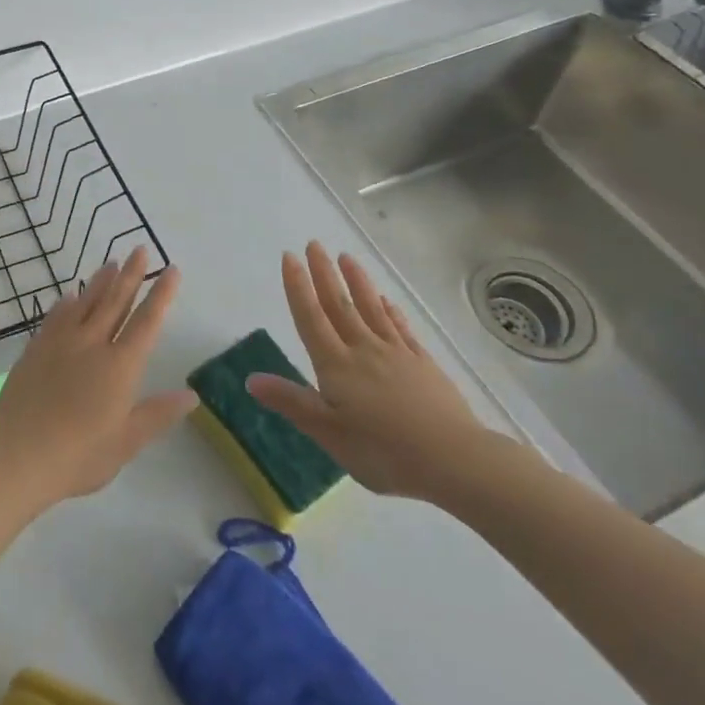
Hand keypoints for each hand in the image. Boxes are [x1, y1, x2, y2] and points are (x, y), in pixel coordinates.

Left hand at [0, 247, 196, 506]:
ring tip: (111, 262)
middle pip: (116, 302)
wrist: (20, 456)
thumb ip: (158, 414)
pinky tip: (71, 295)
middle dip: (132, 275)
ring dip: (101, 281)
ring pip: (86, 303)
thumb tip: (193, 395)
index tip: (172, 270)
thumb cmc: (80, 456)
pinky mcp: (36, 349)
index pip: (147, 322)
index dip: (161, 295)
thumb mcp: (127, 442)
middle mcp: (93, 345)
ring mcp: (61, 343)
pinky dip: (67, 303)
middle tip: (140, 249)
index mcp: (120, 366)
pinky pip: (56, 317)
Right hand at [248, 242, 519, 505]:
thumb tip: (251, 378)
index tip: (289, 256)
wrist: (454, 459)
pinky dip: (389, 309)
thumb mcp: (329, 434)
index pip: (311, 317)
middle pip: (339, 304)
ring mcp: (396, 353)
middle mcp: (363, 349)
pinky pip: (400, 327)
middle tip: (314, 244)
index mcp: (336, 365)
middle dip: (323, 273)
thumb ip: (291, 402)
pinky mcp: (422, 362)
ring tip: (346, 256)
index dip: (298, 287)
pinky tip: (385, 299)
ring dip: (356, 281)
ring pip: (370, 308)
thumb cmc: (383, 452)